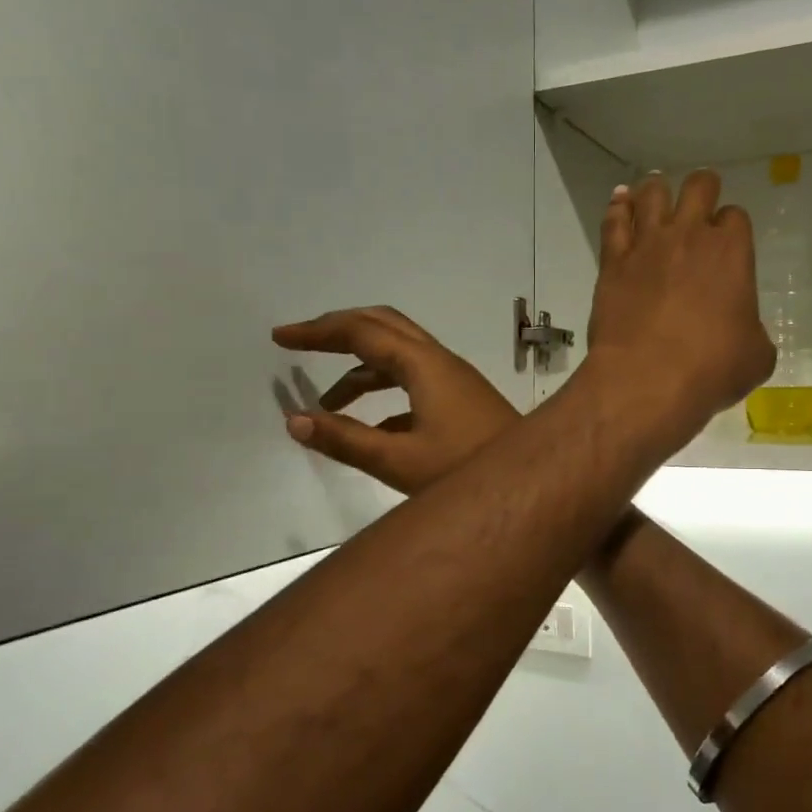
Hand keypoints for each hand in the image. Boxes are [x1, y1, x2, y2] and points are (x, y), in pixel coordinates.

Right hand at [272, 306, 517, 494]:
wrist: (531, 484)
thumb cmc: (465, 470)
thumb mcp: (399, 461)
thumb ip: (344, 439)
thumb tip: (293, 419)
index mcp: (423, 364)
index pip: (361, 331)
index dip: (318, 331)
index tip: (280, 338)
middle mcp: (439, 361)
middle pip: (383, 327)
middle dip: (339, 331)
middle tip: (300, 344)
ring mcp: (454, 379)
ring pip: (399, 357)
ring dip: (361, 370)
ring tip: (326, 403)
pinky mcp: (462, 399)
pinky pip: (414, 381)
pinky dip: (385, 392)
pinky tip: (370, 427)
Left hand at [584, 171, 773, 441]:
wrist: (646, 380)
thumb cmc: (711, 369)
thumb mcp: (755, 356)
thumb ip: (753, 331)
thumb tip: (742, 332)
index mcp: (732, 252)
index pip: (735, 217)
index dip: (731, 227)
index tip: (727, 242)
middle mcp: (689, 236)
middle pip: (698, 186)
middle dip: (703, 189)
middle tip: (699, 202)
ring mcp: (647, 245)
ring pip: (651, 193)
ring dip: (657, 190)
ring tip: (656, 194)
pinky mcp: (613, 263)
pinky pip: (614, 221)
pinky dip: (618, 207)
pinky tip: (620, 201)